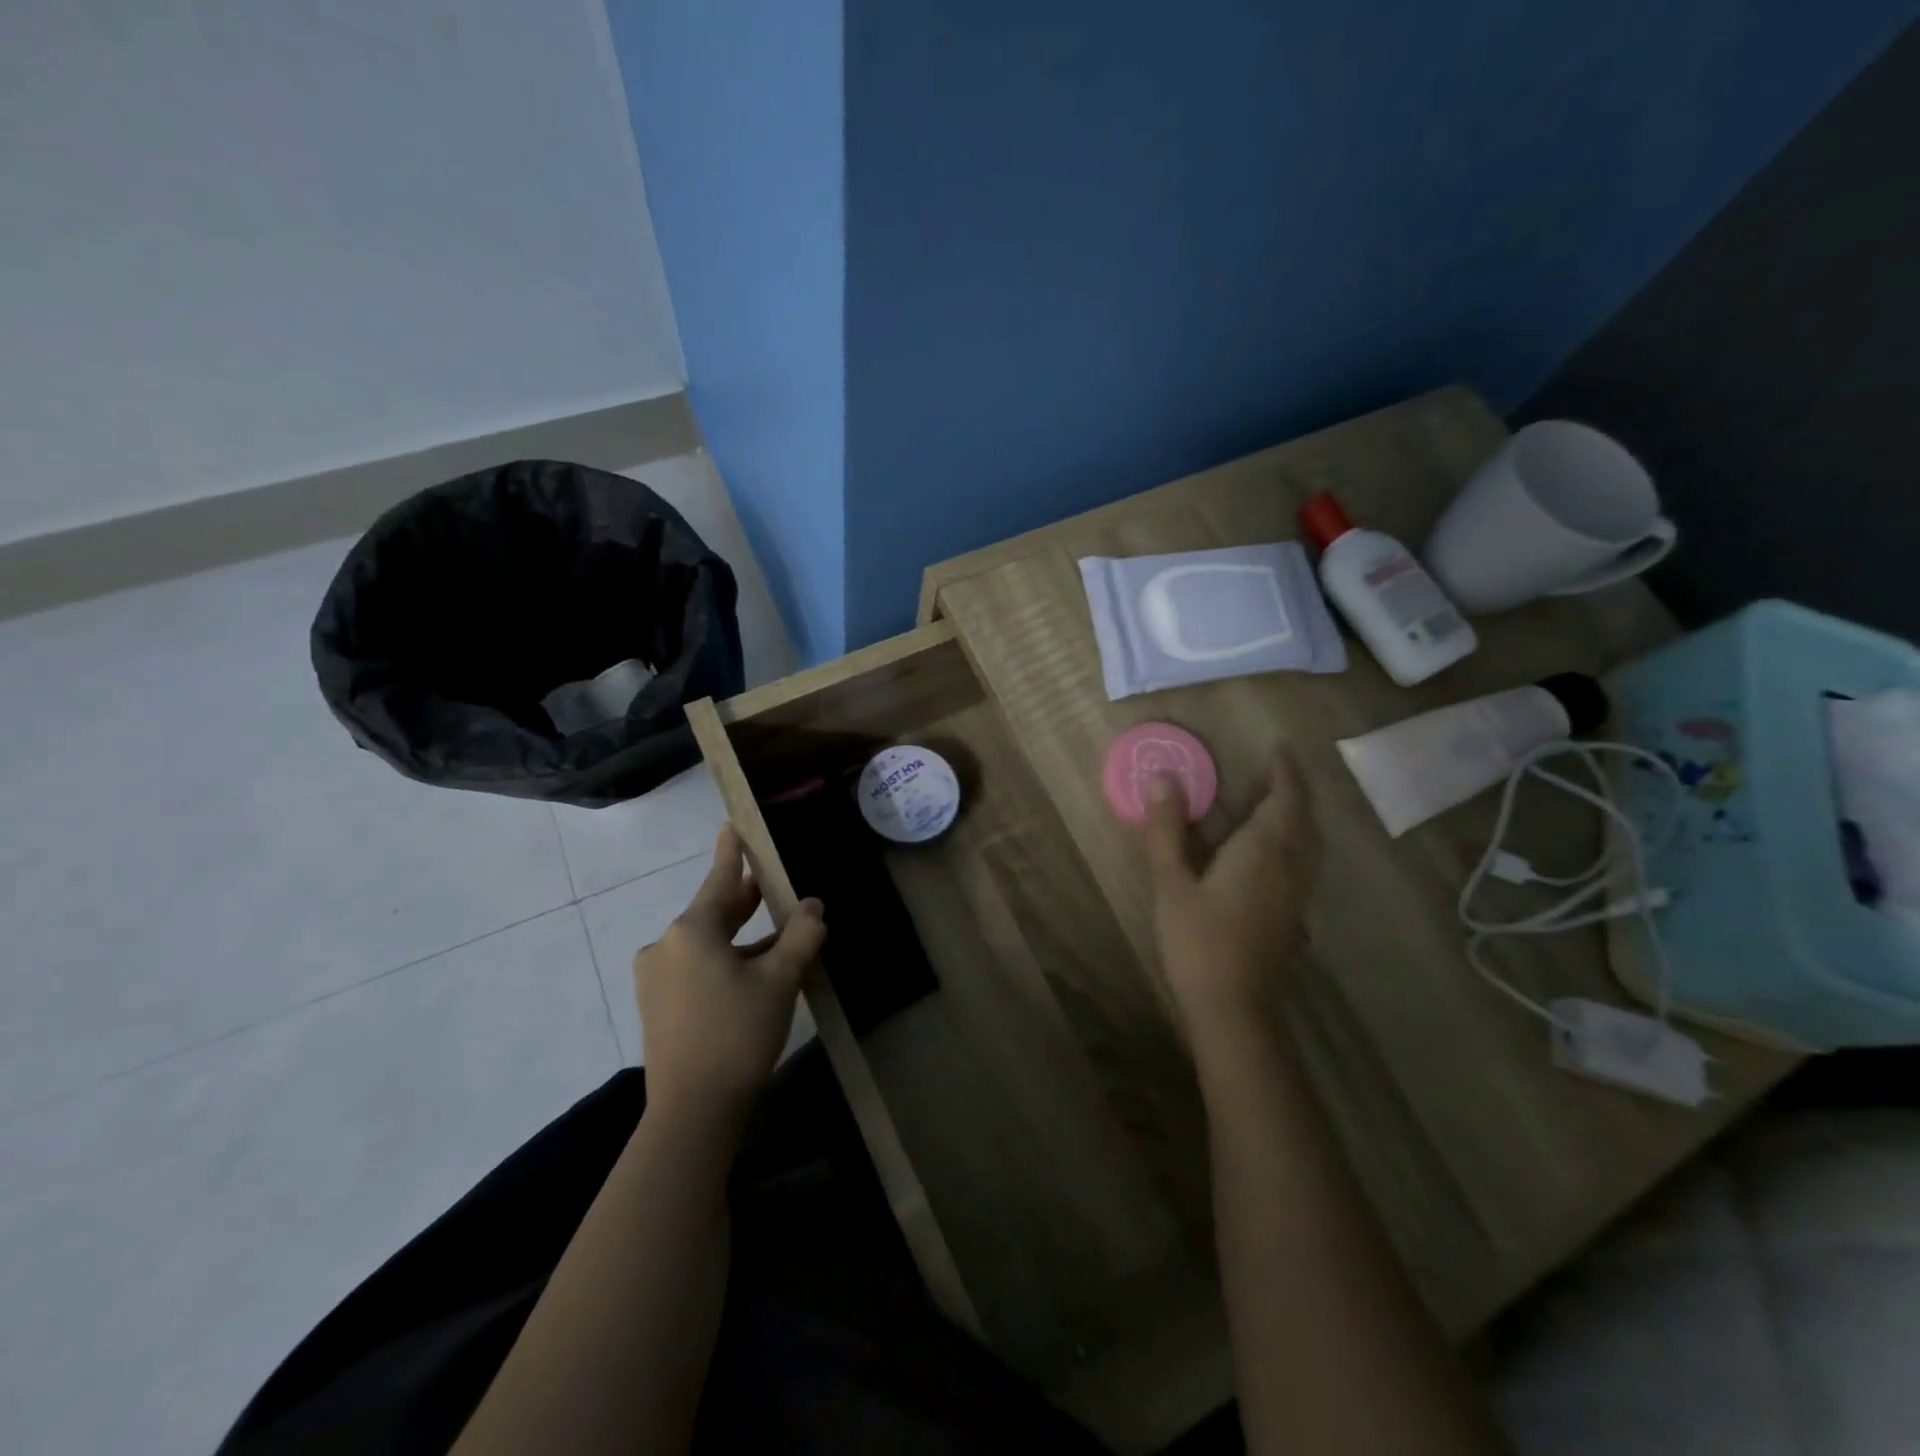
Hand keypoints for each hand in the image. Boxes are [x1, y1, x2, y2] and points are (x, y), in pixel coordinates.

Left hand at [633, 825, 825, 1127]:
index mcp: (691, 931)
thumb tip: (813, 906)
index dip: (731, 851)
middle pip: (713, 911)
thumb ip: (801, 935)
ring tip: (776, 932)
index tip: (732, 823)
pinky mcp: (658, 1006)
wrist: (692, 1113)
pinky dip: (726, 960)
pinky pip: (697, 967)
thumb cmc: (737, 1035)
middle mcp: (666, 946)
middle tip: (770, 879)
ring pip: (707, 942)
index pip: (719, 879)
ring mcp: (657, 978)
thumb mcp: (780, 980)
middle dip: (744, 897)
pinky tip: (754, 972)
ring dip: (741, 936)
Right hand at [1140, 754, 1317, 1041]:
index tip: (1277, 748)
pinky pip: (1304, 861)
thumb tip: (1162, 779)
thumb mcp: (1171, 882)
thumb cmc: (1198, 940)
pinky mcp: (1292, 913)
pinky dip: (1295, 839)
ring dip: (1298, 815)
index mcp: (1264, 850)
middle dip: (1294, 790)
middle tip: (1274, 771)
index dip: (1285, 771)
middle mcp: (1291, 865)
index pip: (1286, 798)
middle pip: (1304, 817)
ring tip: (1275, 802)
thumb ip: (1167, 830)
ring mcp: (1296, 892)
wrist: (1232, 1007)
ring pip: (1309, 841)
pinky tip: (1272, 850)